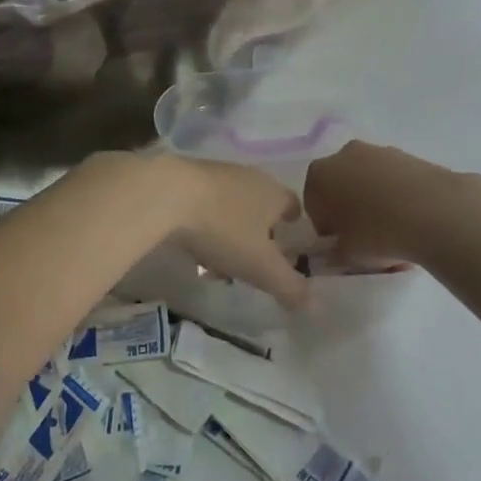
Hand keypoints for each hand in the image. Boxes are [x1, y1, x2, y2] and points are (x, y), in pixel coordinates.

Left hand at [151, 156, 308, 309]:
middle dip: (258, 232)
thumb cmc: (223, 228)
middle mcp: (248, 177)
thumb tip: (315, 306)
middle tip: (254, 260)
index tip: (290, 242)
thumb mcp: (261, 266)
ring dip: (229, 230)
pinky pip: (202, 204)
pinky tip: (192, 246)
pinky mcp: (183, 177)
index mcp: (273, 192)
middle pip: (260, 205)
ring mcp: (215, 174)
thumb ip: (289, 287)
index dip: (294, 224)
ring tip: (220, 262)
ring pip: (230, 205)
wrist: (165, 194)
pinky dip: (204, 223)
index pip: (293, 204)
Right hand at [304, 141, 458, 265]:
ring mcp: (379, 151)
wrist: (435, 212)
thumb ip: (336, 252)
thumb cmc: (377, 233)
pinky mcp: (410, 155)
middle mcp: (344, 155)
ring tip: (395, 231)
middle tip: (364, 236)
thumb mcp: (347, 255)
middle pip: (341, 186)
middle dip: (349, 209)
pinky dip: (399, 196)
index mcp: (319, 175)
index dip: (326, 227)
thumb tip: (340, 250)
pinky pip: (396, 181)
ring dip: (375, 201)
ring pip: (370, 181)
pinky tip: (413, 221)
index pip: (314, 204)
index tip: (341, 243)